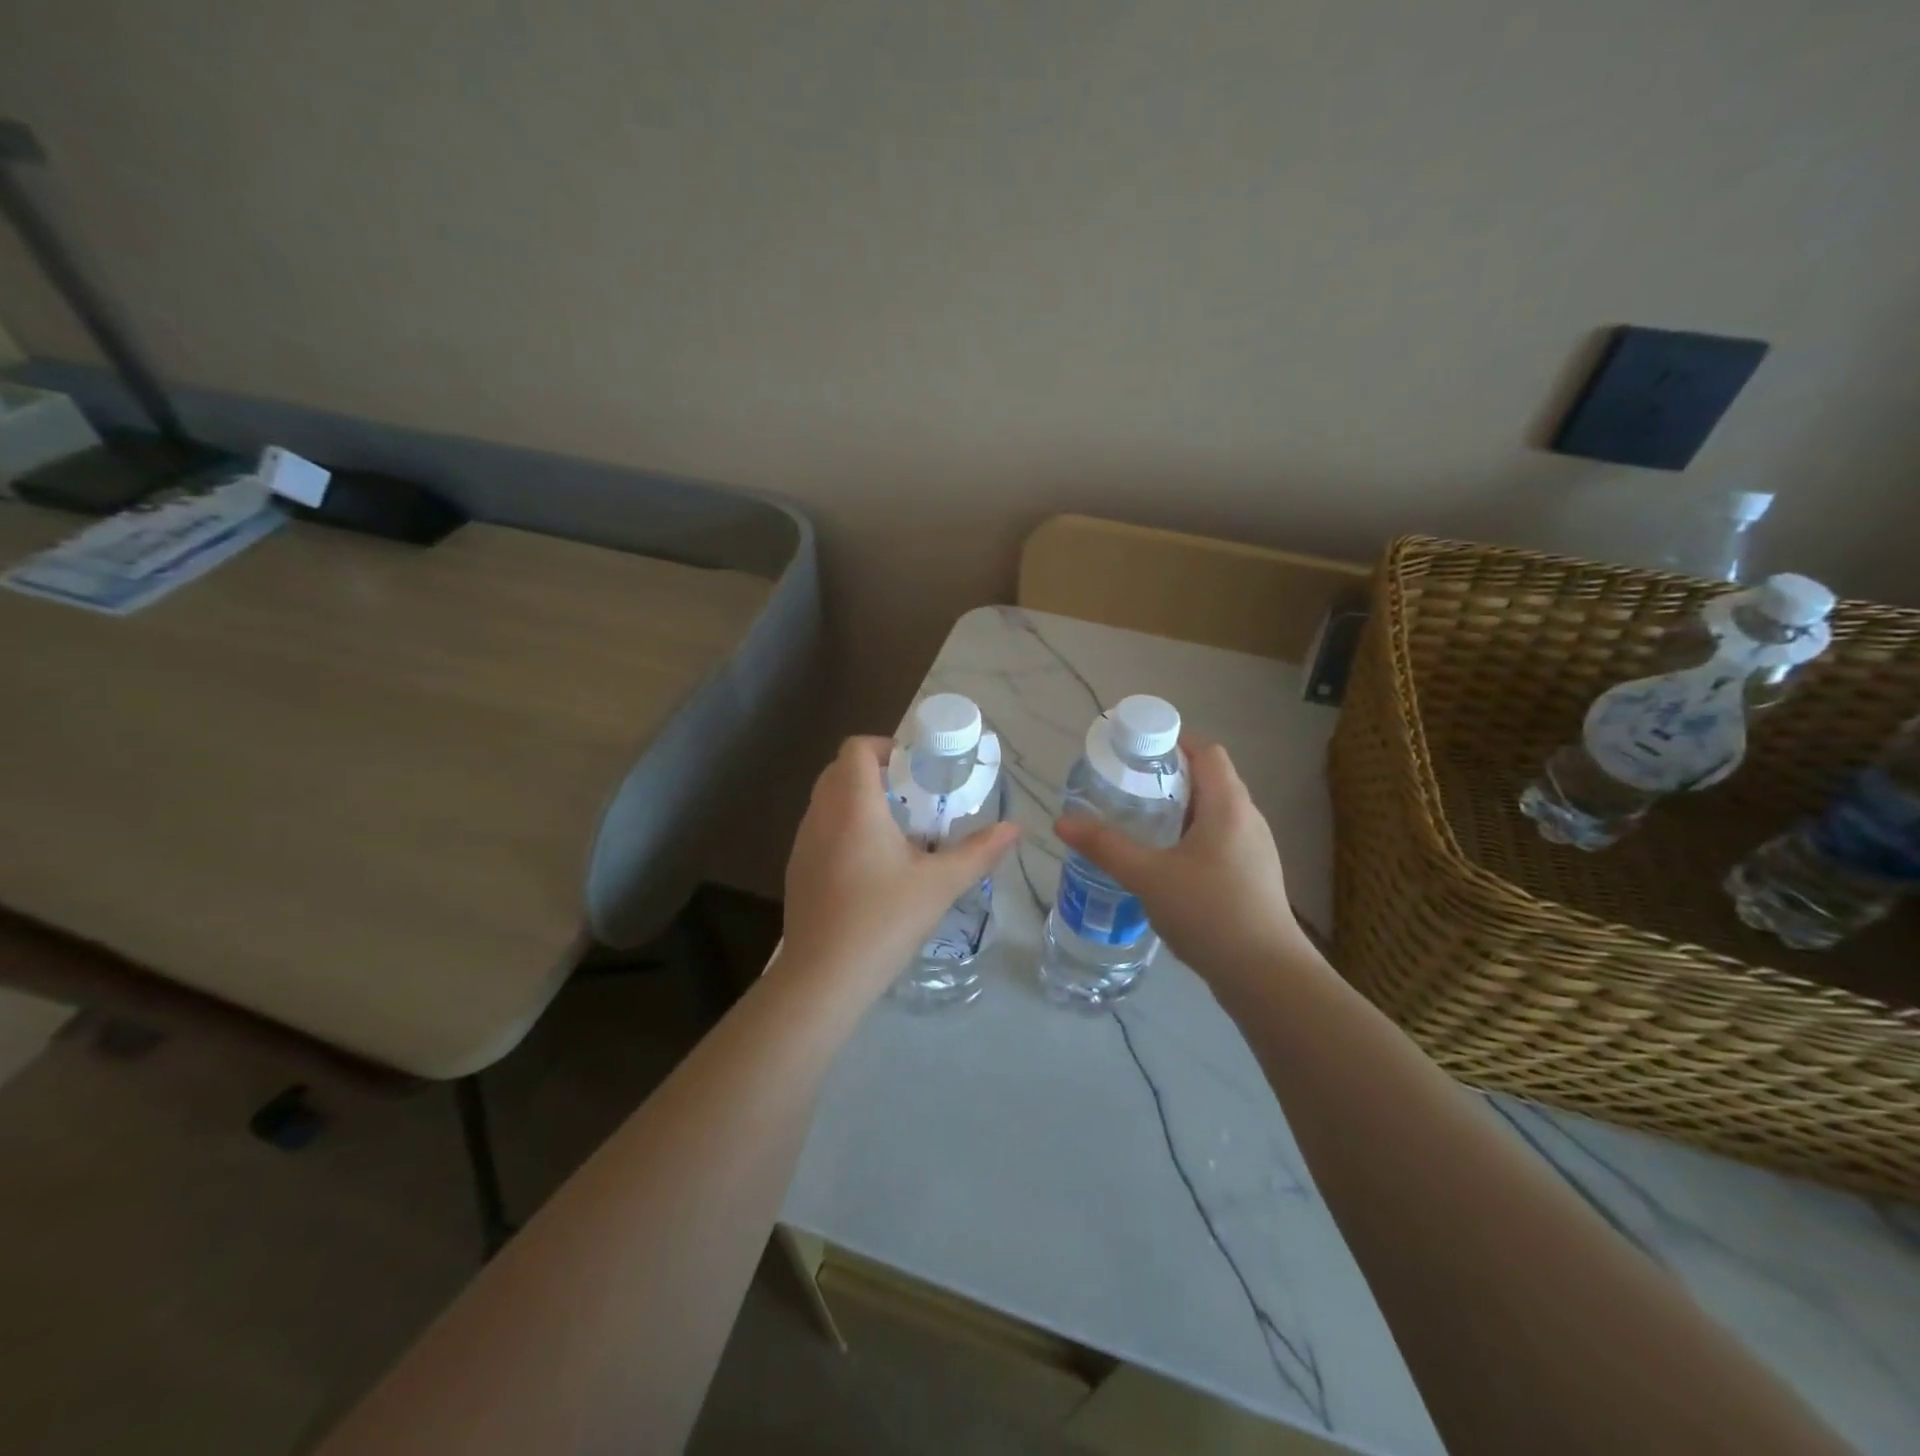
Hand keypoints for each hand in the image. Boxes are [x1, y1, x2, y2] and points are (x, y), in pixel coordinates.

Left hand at [779, 736, 1021, 998]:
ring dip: (857, 801)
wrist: (823, 978)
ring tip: (895, 831)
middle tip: (912, 796)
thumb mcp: (940, 884)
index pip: (856, 748)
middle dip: (875, 773)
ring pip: (827, 801)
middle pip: (840, 770)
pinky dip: (843, 829)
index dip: (885, 747)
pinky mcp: (797, 870)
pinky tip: (870, 867)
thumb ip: (979, 851)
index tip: (915, 768)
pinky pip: (819, 830)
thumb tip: (1015, 828)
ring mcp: (802, 843)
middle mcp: (821, 815)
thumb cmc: (884, 920)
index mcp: (854, 806)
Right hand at [1053, 736, 1309, 990]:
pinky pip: (1220, 840)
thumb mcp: (1148, 876)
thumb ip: (1105, 846)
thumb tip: (1062, 822)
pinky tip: (1166, 862)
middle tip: (1128, 786)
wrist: (1266, 976)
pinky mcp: (1253, 877)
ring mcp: (1255, 850)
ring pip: (1215, 813)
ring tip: (1141, 821)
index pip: (1207, 751)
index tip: (1136, 751)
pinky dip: (1192, 836)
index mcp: (1228, 805)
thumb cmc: (1209, 912)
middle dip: (1170, 776)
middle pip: (1211, 779)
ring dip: (1181, 809)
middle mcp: (1248, 819)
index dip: (1174, 742)